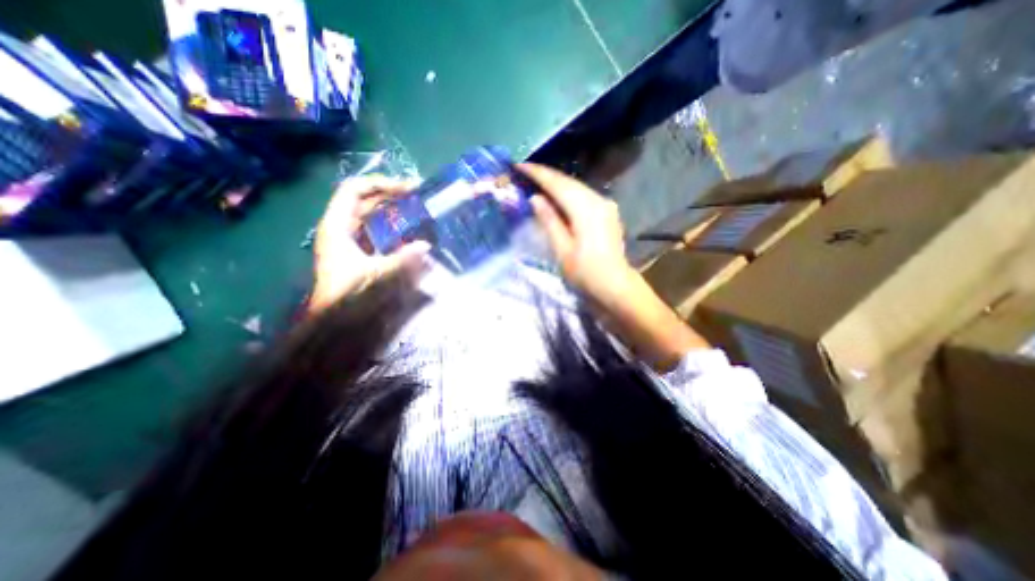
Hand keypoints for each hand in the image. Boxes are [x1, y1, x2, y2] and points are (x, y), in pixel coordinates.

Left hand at [311, 176, 433, 313]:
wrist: (332, 322)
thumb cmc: (348, 295)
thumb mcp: (376, 276)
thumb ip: (402, 260)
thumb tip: (426, 247)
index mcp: (337, 226)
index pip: (355, 190)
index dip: (381, 184)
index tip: (409, 189)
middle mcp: (341, 228)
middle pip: (365, 200)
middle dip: (391, 196)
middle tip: (418, 197)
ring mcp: (349, 240)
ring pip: (371, 216)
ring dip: (393, 210)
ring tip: (416, 210)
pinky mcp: (358, 252)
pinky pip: (377, 231)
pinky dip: (392, 227)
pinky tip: (409, 232)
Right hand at [517, 162, 711, 370]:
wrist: (615, 287)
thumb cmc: (586, 273)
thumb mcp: (562, 249)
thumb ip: (549, 221)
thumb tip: (536, 198)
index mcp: (585, 208)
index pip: (557, 184)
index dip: (537, 174)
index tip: (519, 166)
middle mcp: (598, 200)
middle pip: (568, 182)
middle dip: (546, 176)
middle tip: (525, 173)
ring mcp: (605, 206)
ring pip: (576, 187)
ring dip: (557, 184)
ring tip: (537, 183)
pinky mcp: (607, 213)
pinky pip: (583, 196)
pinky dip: (568, 194)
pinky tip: (557, 198)